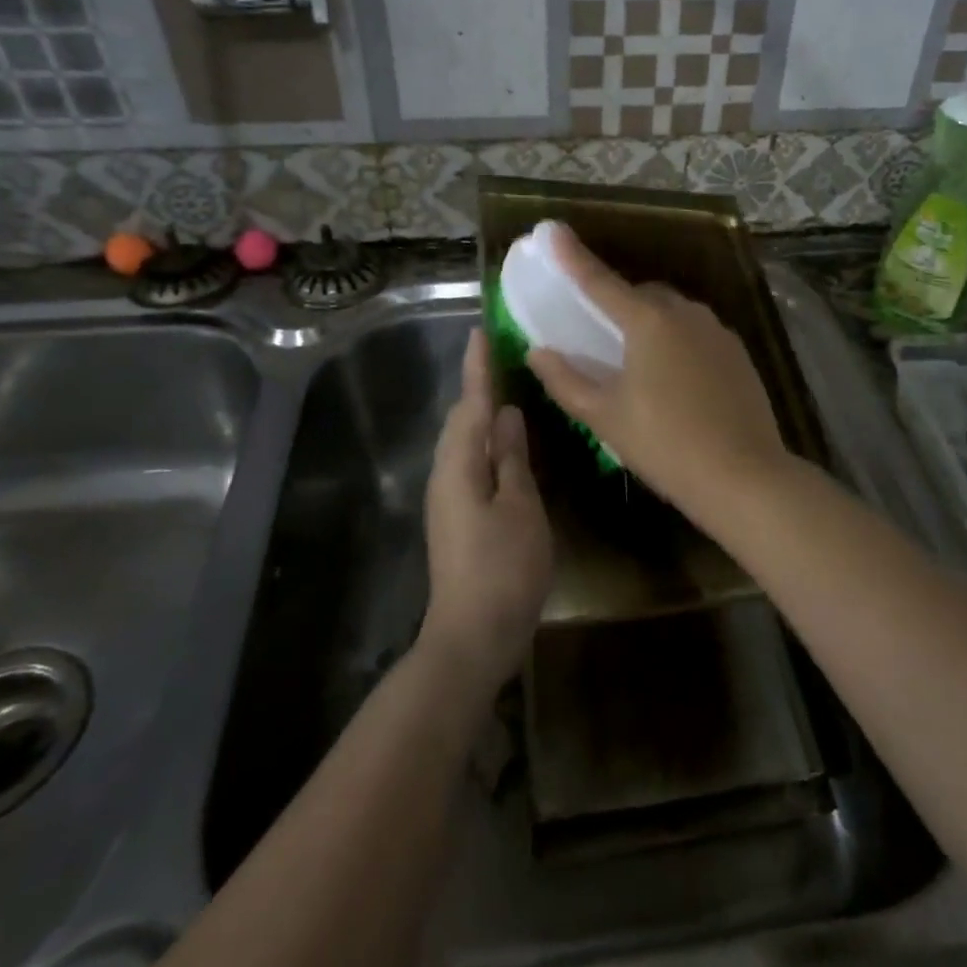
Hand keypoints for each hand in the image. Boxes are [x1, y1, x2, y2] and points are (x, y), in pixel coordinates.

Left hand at [421, 328, 553, 689]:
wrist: (473, 635)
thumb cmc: (503, 568)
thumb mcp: (520, 507)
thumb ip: (511, 458)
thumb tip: (505, 415)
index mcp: (459, 465)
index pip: (470, 404)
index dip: (478, 368)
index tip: (482, 330)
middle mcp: (446, 474)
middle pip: (461, 419)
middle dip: (478, 385)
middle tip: (502, 354)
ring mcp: (449, 498)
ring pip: (464, 441)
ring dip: (481, 412)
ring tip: (507, 387)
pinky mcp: (458, 516)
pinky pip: (470, 462)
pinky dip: (486, 442)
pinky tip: (506, 442)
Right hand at [526, 227, 791, 519]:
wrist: (744, 477)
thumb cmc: (665, 444)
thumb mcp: (605, 417)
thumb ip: (566, 380)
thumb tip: (537, 351)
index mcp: (649, 322)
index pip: (601, 282)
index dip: (573, 257)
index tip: (552, 231)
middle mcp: (686, 314)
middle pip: (642, 295)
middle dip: (618, 304)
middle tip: (599, 333)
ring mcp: (718, 332)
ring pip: (674, 313)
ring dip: (650, 323)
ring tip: (636, 361)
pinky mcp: (738, 354)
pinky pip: (697, 333)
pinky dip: (677, 341)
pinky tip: (674, 378)